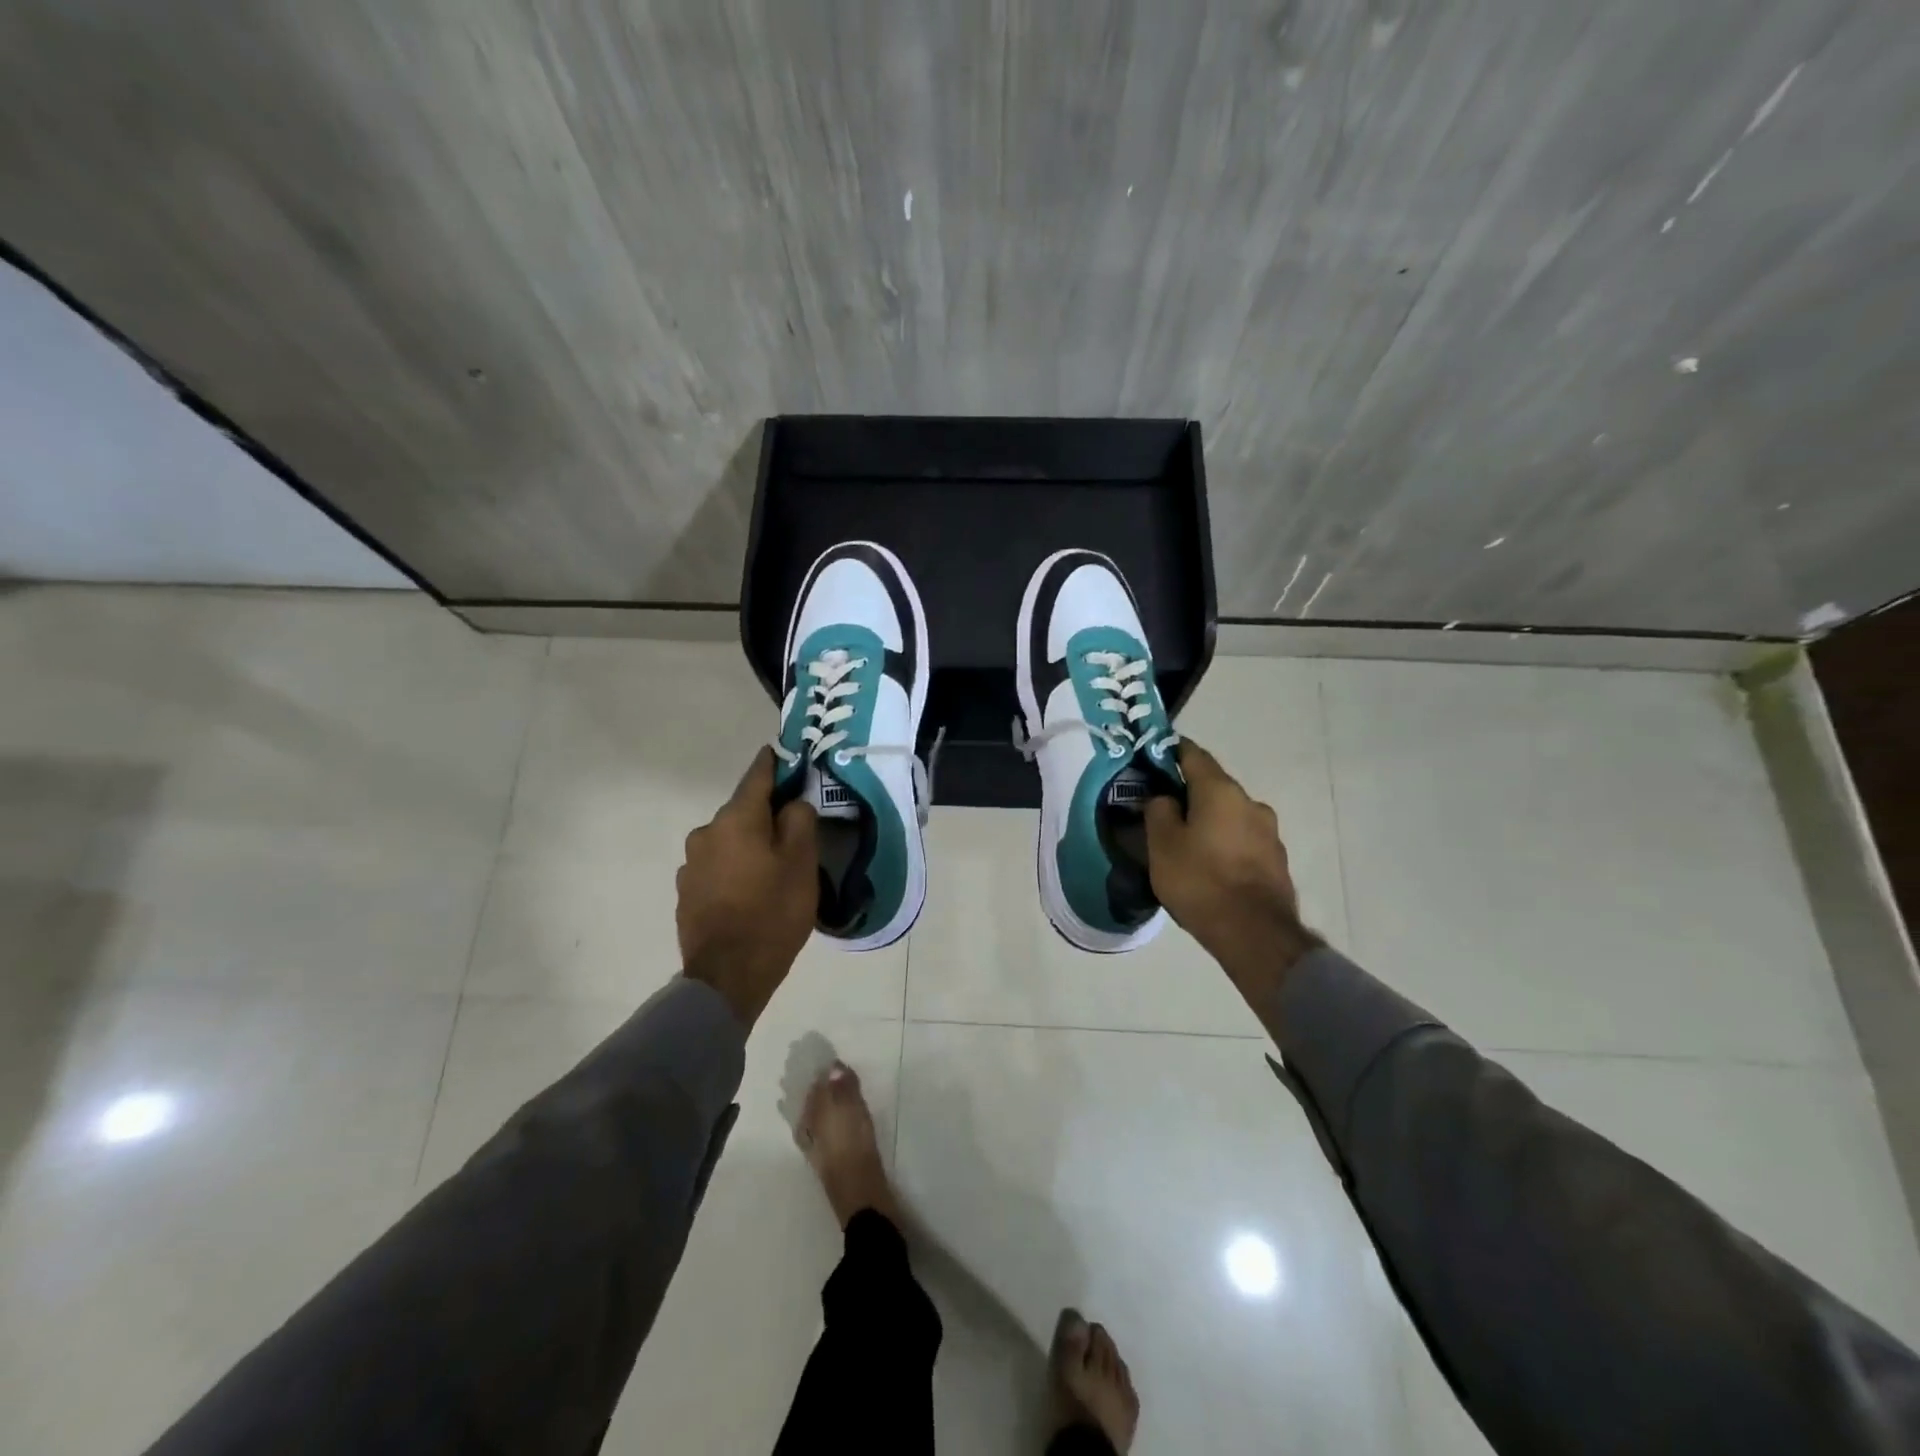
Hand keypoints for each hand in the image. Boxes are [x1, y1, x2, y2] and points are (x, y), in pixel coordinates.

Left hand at [677, 748, 818, 1026]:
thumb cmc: (773, 913)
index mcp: (736, 819)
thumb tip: (792, 803)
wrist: (727, 976)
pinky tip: (750, 891)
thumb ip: (800, 821)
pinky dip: (735, 868)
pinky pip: (717, 866)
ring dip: (749, 844)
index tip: (786, 754)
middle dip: (767, 814)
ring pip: (729, 840)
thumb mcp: (802, 863)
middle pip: (743, 811)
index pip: (757, 776)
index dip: (774, 763)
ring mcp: (691, 863)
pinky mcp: (686, 891)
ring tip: (773, 868)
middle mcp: (706, 832)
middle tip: (794, 830)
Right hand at [1144, 741, 1320, 992]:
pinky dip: (1225, 844)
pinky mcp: (1276, 860)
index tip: (1152, 756)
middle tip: (1163, 811)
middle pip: (1213, 787)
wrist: (1255, 934)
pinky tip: (1210, 866)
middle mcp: (1250, 802)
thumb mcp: (1162, 845)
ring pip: (1229, 815)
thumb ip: (1158, 811)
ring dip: (1209, 821)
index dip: (1170, 751)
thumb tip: (1164, 797)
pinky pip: (1242, 841)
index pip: (1193, 754)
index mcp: (1220, 791)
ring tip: (1187, 844)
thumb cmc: (1200, 881)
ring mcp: (1269, 832)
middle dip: (1189, 794)